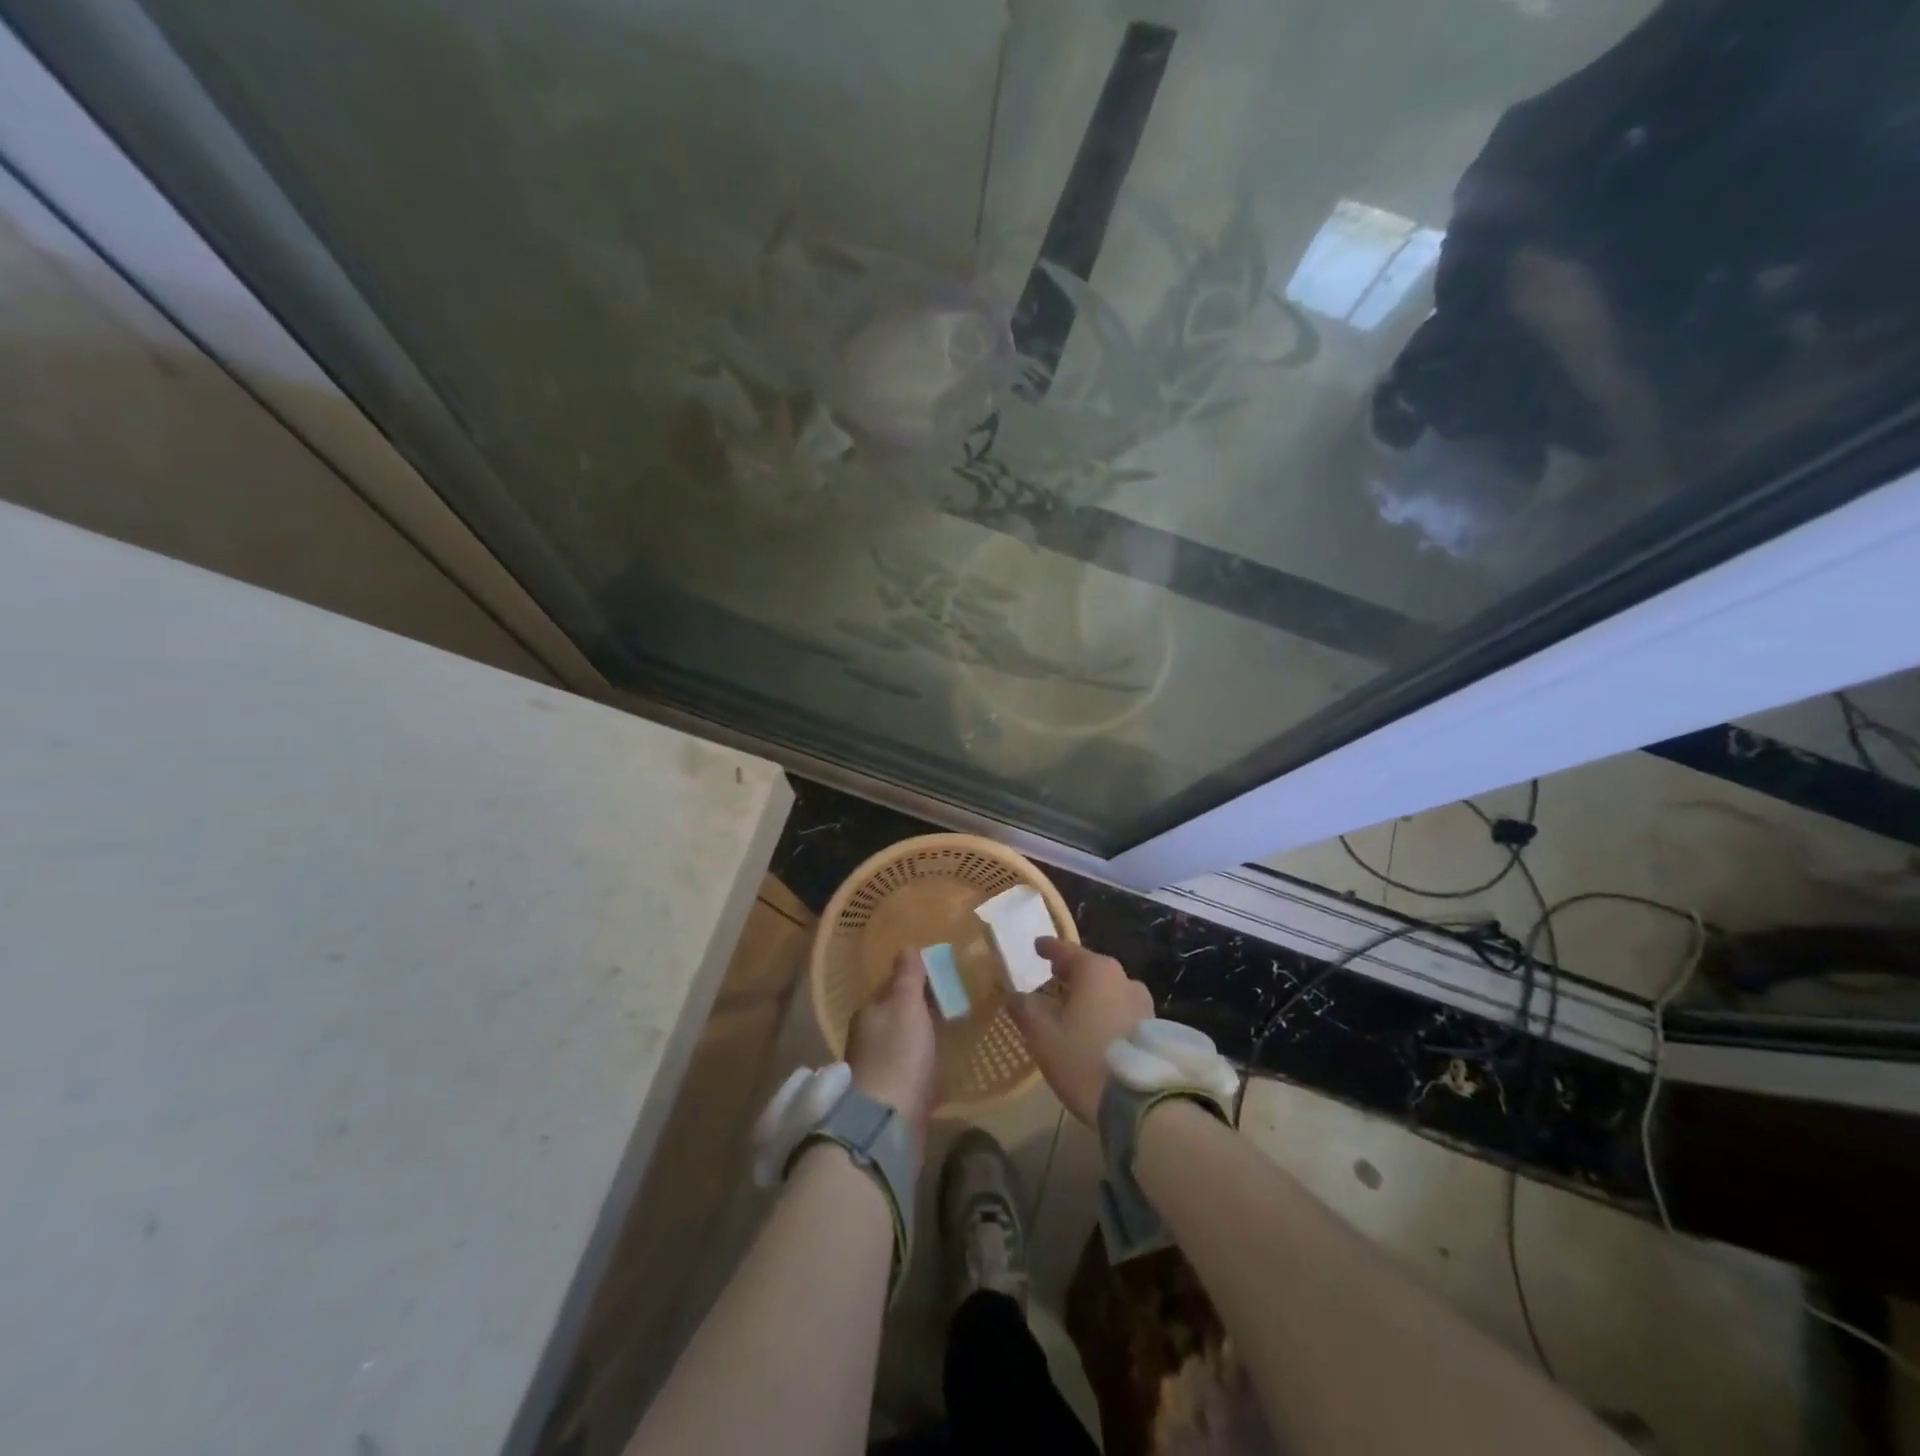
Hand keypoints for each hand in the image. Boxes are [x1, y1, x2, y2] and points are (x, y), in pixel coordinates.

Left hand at [846, 949, 937, 1142]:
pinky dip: (925, 1066)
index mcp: (868, 1013)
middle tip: (952, 1003)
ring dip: (922, 1038)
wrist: (886, 1122)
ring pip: (904, 1043)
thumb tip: (906, 946)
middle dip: (919, 1009)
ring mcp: (878, 1070)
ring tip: (951, 1032)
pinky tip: (943, 1068)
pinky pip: (912, 1072)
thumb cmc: (898, 1054)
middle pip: (897, 1016)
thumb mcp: (905, 1005)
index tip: (941, 977)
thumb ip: (907, 976)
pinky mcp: (892, 1097)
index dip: (914, 980)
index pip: (891, 987)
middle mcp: (867, 1039)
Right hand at [1008, 937, 1152, 1125]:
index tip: (1037, 945)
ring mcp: (1143, 1005)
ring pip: (1109, 991)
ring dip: (1090, 995)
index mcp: (1096, 971)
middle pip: (1091, 969)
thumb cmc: (1084, 1059)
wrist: (1142, 1104)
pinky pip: (1121, 1011)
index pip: (1067, 951)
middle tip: (1053, 975)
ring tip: (1073, 1007)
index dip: (1049, 948)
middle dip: (1071, 972)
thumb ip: (1026, 1010)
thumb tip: (1014, 996)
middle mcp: (1124, 979)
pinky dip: (1105, 1012)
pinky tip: (1095, 1029)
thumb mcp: (1043, 1036)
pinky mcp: (1154, 1030)